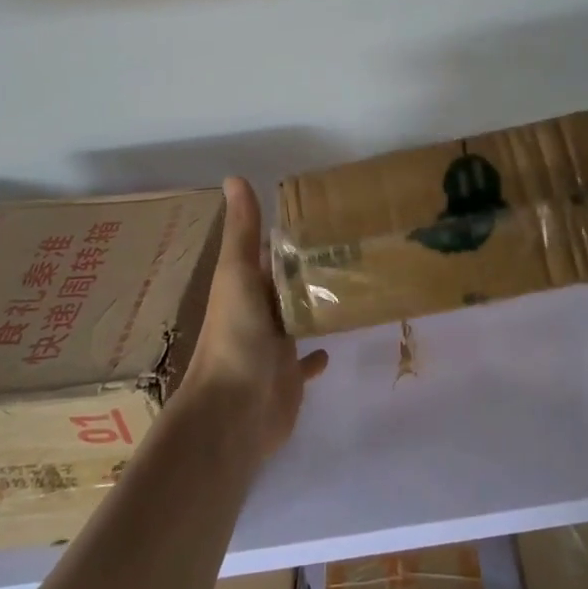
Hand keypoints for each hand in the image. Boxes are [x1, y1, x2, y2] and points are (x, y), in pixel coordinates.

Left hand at [181, 176, 328, 461]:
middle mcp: (258, 313)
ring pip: (298, 318)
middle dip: (309, 268)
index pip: (268, 253)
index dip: (289, 234)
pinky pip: (305, 361)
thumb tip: (233, 176)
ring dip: (315, 305)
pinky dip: (317, 352)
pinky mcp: (289, 377)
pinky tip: (334, 343)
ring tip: (354, 285)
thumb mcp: (236, 275)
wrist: (235, 411)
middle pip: (286, 285)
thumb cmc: (235, 336)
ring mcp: (273, 347)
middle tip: (353, 247)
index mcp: (244, 287)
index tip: (323, 214)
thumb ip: (242, 231)